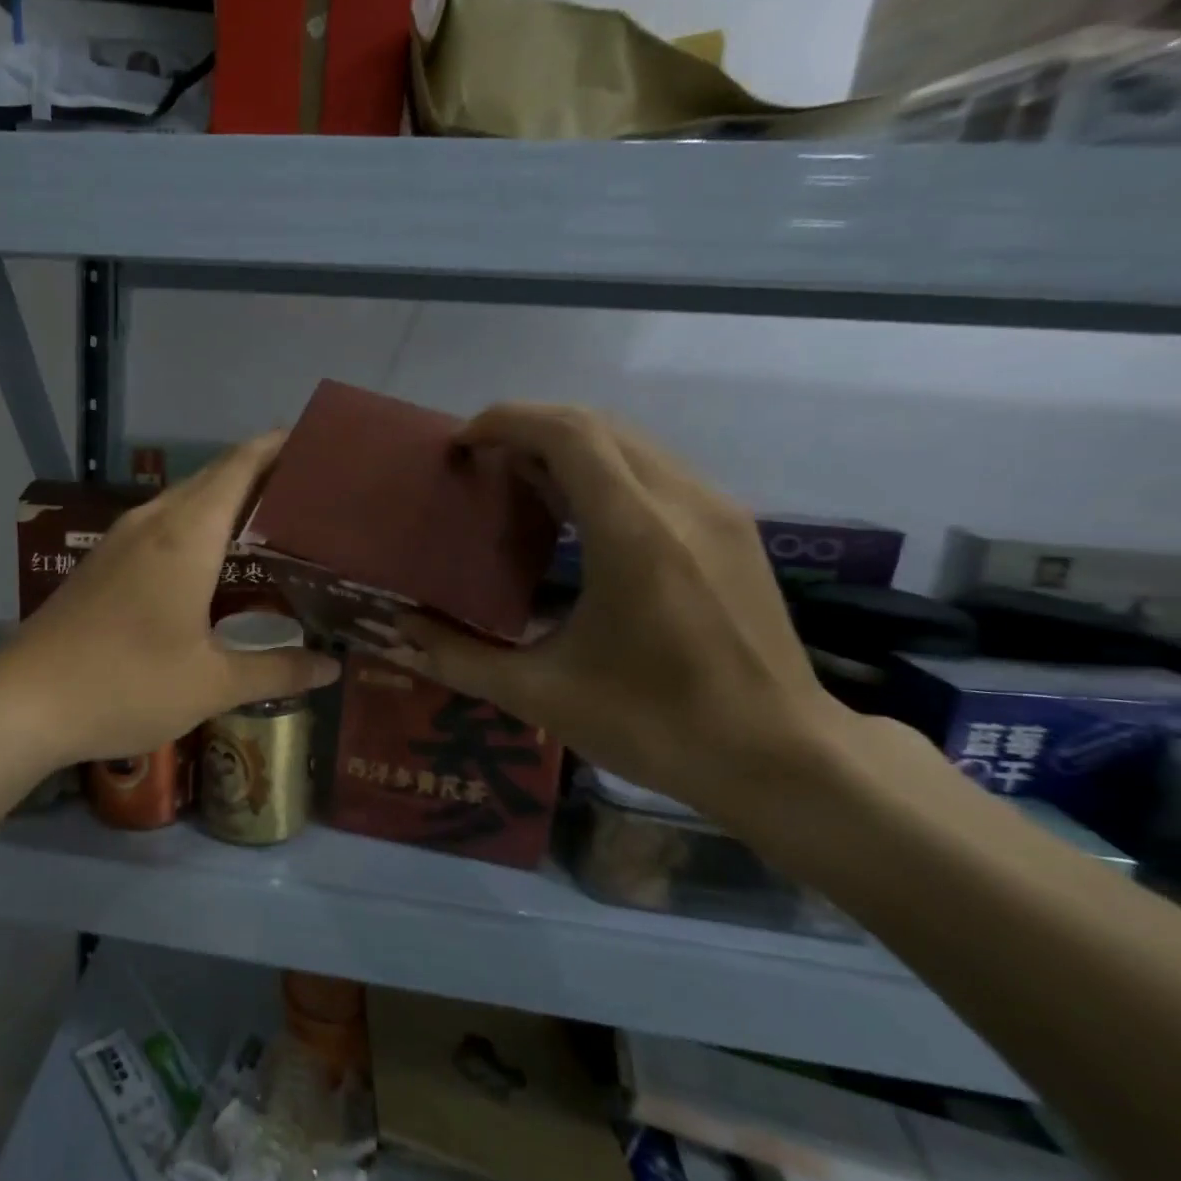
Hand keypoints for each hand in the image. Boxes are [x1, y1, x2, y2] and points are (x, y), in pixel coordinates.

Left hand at [0, 434, 339, 767]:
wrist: (24, 703)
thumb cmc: (126, 685)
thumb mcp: (211, 684)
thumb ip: (276, 670)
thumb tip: (331, 667)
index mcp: (186, 536)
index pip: (239, 467)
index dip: (276, 447)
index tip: (316, 441)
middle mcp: (153, 523)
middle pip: (213, 476)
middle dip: (259, 471)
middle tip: (310, 488)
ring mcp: (120, 540)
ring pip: (184, 499)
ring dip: (226, 497)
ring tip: (271, 517)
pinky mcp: (102, 561)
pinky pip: (162, 523)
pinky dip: (197, 522)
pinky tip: (213, 557)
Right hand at [401, 404, 847, 824]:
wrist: (782, 758)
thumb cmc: (657, 725)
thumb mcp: (541, 696)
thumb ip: (458, 657)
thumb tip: (397, 631)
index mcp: (633, 533)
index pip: (568, 433)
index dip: (507, 422)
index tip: (462, 443)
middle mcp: (679, 502)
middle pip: (597, 425)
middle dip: (530, 428)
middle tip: (482, 462)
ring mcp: (715, 510)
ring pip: (631, 443)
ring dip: (568, 446)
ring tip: (520, 482)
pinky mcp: (732, 529)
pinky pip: (656, 470)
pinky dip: (604, 469)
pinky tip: (577, 515)